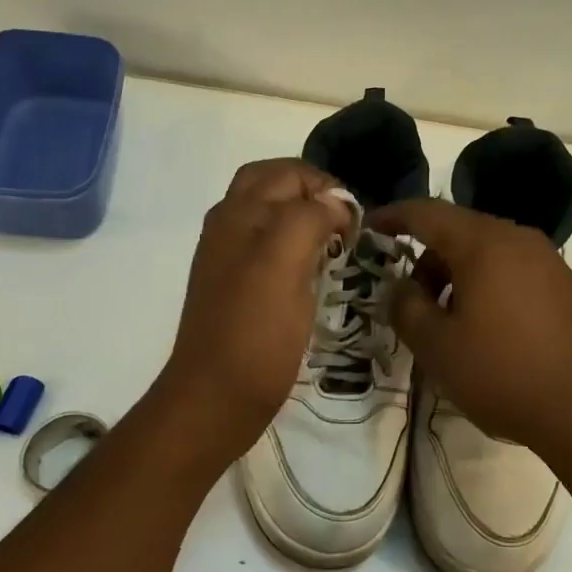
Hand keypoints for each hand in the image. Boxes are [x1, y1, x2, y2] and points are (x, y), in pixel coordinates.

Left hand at [154, 159, 350, 462]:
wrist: (215, 398)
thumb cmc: (254, 330)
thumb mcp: (283, 262)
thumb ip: (309, 217)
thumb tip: (335, 204)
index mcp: (237, 213)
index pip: (287, 172)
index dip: (326, 187)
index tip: (355, 221)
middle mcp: (229, 227)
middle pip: (274, 188)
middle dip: (313, 197)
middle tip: (346, 226)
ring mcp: (230, 259)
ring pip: (272, 219)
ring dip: (305, 222)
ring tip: (336, 248)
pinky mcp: (238, 289)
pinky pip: (270, 251)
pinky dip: (296, 250)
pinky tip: (315, 275)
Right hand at [368, 199, 571, 463]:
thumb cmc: (505, 374)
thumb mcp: (437, 347)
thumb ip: (406, 308)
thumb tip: (401, 286)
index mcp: (484, 243)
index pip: (427, 213)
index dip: (393, 216)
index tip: (369, 228)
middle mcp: (519, 240)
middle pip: (459, 232)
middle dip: (426, 260)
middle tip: (409, 302)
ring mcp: (549, 262)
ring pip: (487, 254)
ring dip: (456, 278)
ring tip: (447, 325)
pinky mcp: (567, 288)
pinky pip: (513, 272)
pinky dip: (486, 288)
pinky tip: (486, 332)